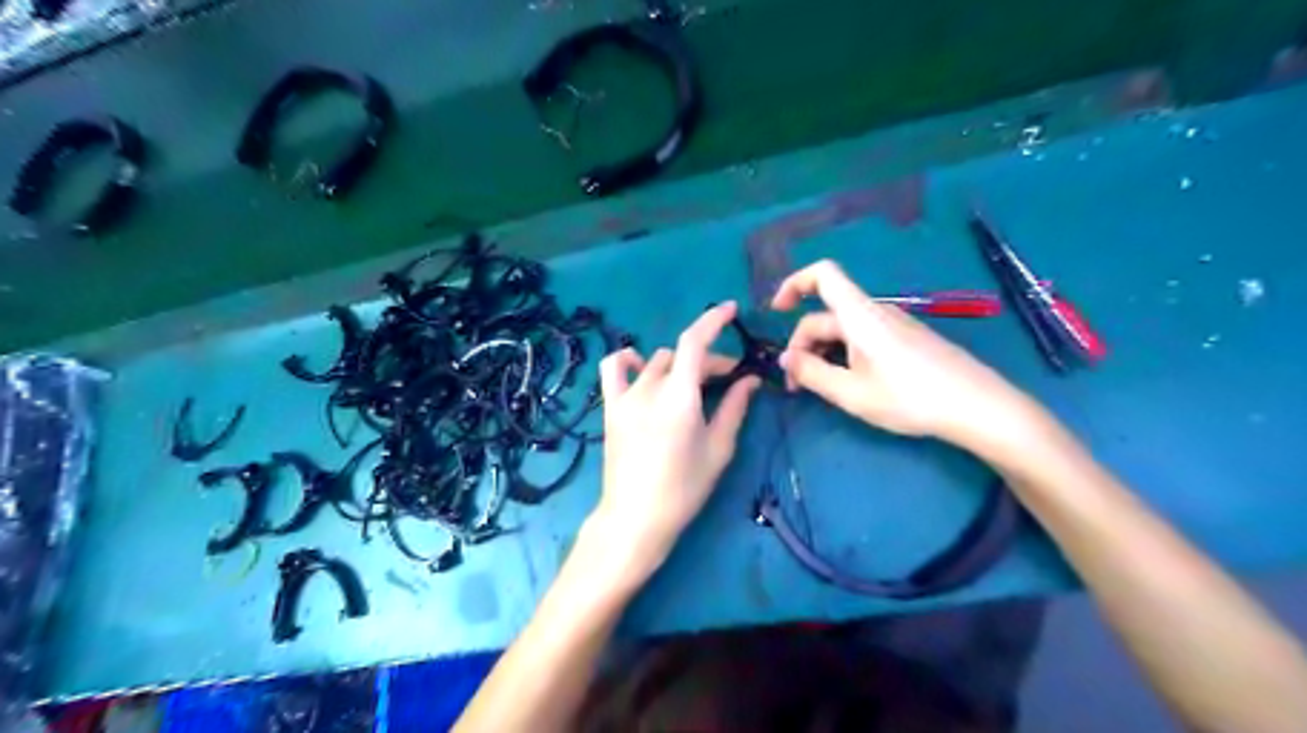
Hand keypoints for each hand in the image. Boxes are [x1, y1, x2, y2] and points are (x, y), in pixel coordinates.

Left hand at [587, 299, 761, 584]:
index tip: (731, 310)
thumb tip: (750, 380)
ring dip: (678, 365)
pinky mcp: (611, 408)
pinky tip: (641, 369)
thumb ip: (734, 408)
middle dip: (709, 362)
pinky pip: (614, 369)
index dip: (713, 320)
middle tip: (729, 381)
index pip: (695, 343)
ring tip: (691, 385)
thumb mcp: (718, 449)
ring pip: (655, 362)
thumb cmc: (684, 488)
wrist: (636, 517)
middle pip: (681, 356)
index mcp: (680, 398)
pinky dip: (629, 361)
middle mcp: (649, 389)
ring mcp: (625, 397)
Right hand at [773, 261, 1042, 448]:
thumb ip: (813, 374)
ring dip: (822, 353)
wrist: (976, 406)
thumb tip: (784, 360)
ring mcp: (892, 326)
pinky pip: (862, 338)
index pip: (822, 275)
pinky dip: (844, 355)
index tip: (776, 312)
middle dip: (802, 344)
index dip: (793, 283)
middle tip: (796, 385)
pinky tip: (851, 385)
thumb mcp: (852, 393)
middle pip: (826, 314)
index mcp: (859, 316)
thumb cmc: (911, 398)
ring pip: (843, 330)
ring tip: (821, 389)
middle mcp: (874, 313)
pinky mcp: (905, 340)